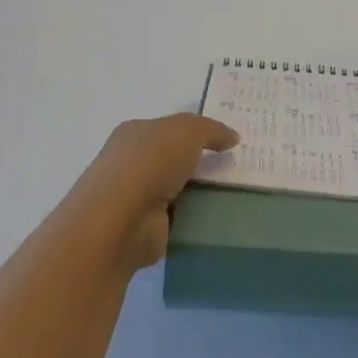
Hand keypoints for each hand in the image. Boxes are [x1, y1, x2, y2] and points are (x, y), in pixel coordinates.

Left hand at [61, 115, 238, 273]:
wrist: (120, 221)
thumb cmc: (149, 164)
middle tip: (236, 166)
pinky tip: (216, 216)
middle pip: (172, 159)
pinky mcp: (145, 229)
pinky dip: (193, 218)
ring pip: (176, 189)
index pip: (168, 128)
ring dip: (198, 193)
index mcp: (134, 134)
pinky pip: (178, 218)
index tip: (227, 140)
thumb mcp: (187, 131)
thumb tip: (231, 138)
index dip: (196, 131)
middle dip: (199, 163)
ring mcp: (135, 199)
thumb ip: (211, 130)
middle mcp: (131, 164)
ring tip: (234, 193)